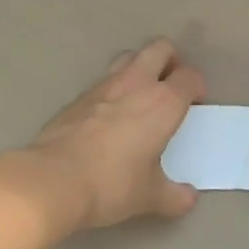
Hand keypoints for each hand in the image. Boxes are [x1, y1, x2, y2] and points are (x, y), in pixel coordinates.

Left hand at [11, 38, 204, 230]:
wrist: (52, 180)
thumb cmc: (111, 184)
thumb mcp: (149, 196)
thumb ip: (173, 196)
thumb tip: (188, 199)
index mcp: (163, 102)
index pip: (189, 76)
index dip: (196, 85)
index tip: (196, 102)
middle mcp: (136, 84)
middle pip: (160, 49)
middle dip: (171, 60)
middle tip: (171, 85)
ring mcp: (104, 85)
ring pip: (129, 57)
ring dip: (140, 67)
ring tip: (141, 95)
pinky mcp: (78, 96)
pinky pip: (104, 80)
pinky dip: (113, 88)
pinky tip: (109, 115)